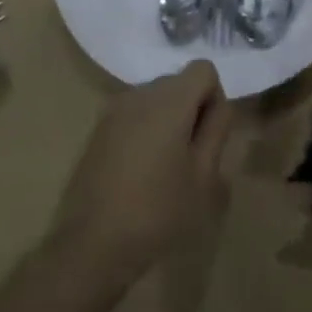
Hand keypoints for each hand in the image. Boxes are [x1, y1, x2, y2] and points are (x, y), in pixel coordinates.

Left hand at [49, 61, 234, 288]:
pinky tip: (141, 171)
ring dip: (168, 121)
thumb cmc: (158, 211)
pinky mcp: (98, 128)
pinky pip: (134, 114)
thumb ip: (216, 131)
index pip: (203, 69)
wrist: (94, 243)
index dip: (214, 99)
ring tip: (166, 167)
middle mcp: (139, 93)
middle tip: (192, 158)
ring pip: (155, 98)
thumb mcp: (204, 176)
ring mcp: (114, 109)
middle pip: (178, 82)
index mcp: (169, 100)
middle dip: (192, 110)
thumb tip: (217, 106)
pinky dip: (146, 130)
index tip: (208, 137)